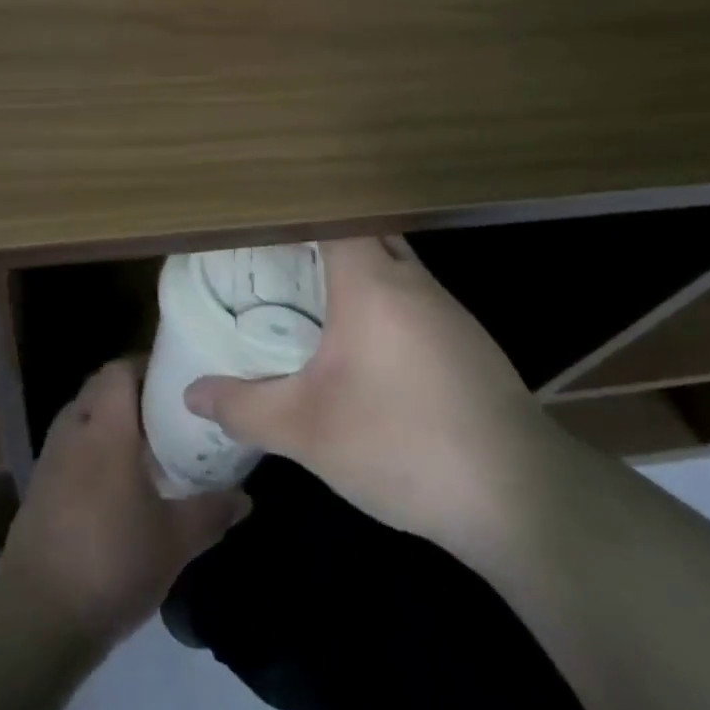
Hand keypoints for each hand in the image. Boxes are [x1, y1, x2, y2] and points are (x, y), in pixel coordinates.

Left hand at [0, 358, 248, 650]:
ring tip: (148, 442)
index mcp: (105, 429)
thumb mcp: (175, 541)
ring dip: (110, 419)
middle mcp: (73, 431)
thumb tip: (245, 498)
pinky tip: (118, 480)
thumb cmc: (112, 563)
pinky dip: (93, 447)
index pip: (119, 370)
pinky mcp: (38, 487)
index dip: (147, 365)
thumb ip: (212, 512)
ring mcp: (50, 459)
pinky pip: (70, 446)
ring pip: (82, 416)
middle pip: (99, 388)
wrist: (37, 617)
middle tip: (170, 409)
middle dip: (132, 391)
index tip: (178, 378)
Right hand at [183, 237, 559, 554]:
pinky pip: (414, 302)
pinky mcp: (468, 344)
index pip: (332, 215)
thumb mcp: (306, 430)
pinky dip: (383, 307)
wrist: (518, 497)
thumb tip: (192, 393)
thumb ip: (243, 406)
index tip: (261, 223)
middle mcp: (413, 281)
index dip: (296, 211)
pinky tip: (366, 352)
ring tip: (311, 301)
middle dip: (320, 242)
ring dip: (355, 276)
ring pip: (393, 269)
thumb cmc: (400, 443)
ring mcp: (448, 311)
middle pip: (363, 235)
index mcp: (372, 282)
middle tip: (275, 263)